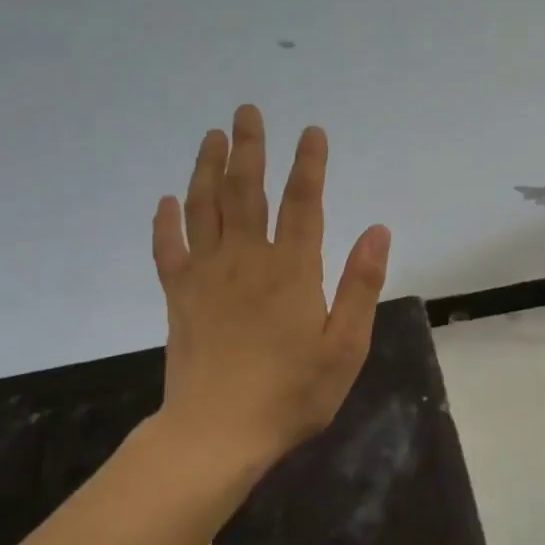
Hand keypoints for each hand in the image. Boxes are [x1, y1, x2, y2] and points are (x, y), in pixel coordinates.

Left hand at [150, 104, 390, 467]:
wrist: (217, 433)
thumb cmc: (293, 393)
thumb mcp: (345, 346)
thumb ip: (360, 285)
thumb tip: (378, 230)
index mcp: (291, 271)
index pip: (302, 203)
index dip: (308, 164)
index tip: (311, 131)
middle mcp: (246, 260)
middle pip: (245, 192)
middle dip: (249, 148)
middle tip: (247, 111)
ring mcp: (206, 277)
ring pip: (204, 209)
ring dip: (207, 169)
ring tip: (212, 136)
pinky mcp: (178, 298)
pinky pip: (168, 250)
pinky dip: (166, 222)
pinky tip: (166, 201)